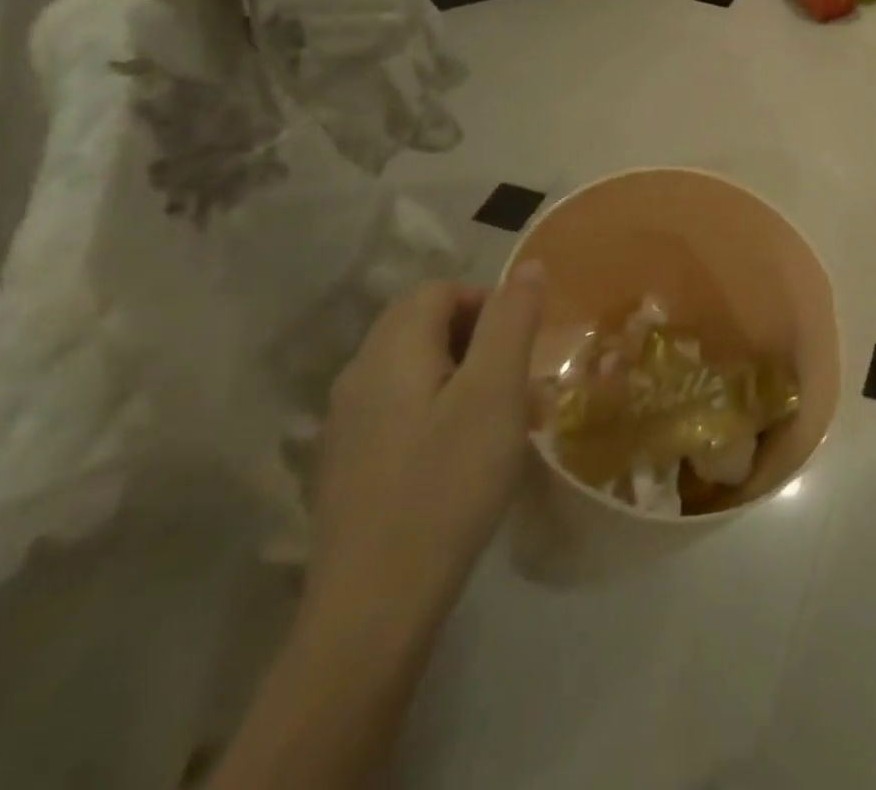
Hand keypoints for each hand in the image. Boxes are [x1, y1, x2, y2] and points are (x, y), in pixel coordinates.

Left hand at [306, 262, 545, 636]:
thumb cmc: (447, 484)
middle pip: (421, 326)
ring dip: (465, 377)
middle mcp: (357, 379)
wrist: (373, 608)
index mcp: (389, 353)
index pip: (437, 291)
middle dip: (480, 339)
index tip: (523, 344)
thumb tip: (528, 267)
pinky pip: (402, 411)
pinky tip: (465, 458)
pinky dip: (441, 412)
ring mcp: (347, 427)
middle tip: (519, 381)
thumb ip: (512, 321)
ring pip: (415, 371)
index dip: (486, 302)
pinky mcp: (349, 468)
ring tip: (504, 420)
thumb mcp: (495, 393)